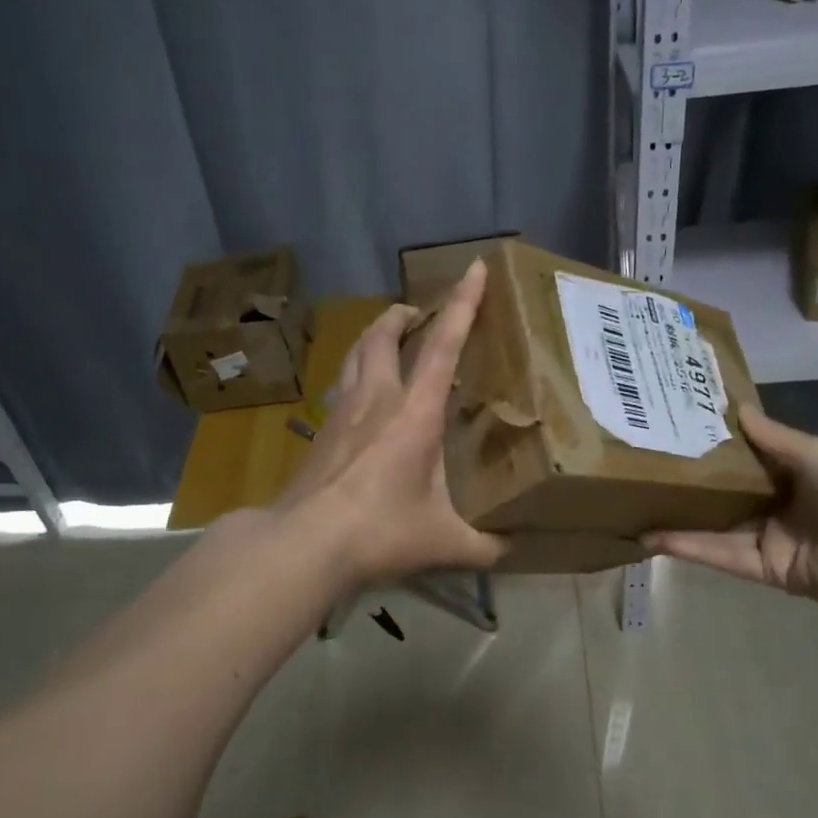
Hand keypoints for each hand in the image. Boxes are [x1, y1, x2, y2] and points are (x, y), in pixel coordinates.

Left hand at [277, 259, 505, 584]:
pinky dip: (354, 373)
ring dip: (373, 337)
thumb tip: (513, 550)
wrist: (305, 542)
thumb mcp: (444, 542)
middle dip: (402, 314)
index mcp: (414, 413)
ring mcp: (342, 412)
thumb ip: (485, 545)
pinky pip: (340, 386)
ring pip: (355, 355)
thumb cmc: (380, 532)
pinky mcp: (321, 432)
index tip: (474, 268)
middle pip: (383, 336)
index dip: (462, 304)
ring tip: (387, 338)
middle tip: (416, 311)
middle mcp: (376, 399)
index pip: (443, 346)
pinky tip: (358, 394)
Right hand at [642, 406, 817, 611]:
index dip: (710, 449)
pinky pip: (722, 556)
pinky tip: (655, 538)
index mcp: (793, 474)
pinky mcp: (764, 570)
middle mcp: (776, 505)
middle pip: (724, 495)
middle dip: (687, 487)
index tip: (671, 433)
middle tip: (641, 472)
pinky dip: (690, 547)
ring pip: (715, 527)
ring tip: (634, 509)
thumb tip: (735, 407)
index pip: (743, 460)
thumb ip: (773, 437)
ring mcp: (769, 539)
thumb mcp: (816, 452)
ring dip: (678, 521)